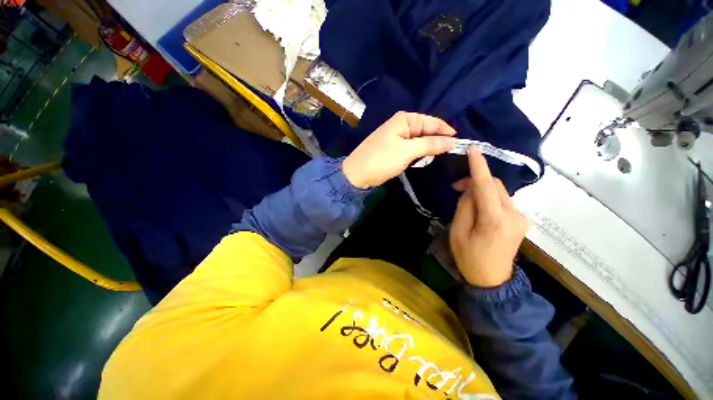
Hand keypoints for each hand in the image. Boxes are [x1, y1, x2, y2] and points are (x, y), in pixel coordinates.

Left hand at [342, 112, 455, 188]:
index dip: (446, 132)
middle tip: (453, 152)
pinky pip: (412, 148)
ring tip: (442, 156)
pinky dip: (420, 153)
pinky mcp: (394, 149)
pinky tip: (426, 158)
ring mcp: (397, 137)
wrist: (357, 174)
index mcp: (405, 119)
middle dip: (438, 140)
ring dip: (429, 147)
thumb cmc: (382, 159)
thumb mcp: (407, 151)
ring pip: (420, 140)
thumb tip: (453, 141)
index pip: (432, 122)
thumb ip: (430, 144)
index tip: (460, 144)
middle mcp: (402, 124)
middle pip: (426, 130)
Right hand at [450, 150, 528, 287]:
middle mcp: (513, 215)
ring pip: (500, 191)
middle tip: (456, 187)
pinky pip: (503, 200)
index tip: (472, 150)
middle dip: (476, 180)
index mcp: (494, 220)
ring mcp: (521, 218)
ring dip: (482, 189)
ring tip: (466, 199)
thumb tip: (470, 190)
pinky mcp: (521, 220)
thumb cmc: (469, 257)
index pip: (486, 186)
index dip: (478, 167)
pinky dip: (489, 197)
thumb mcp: (458, 232)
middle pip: (495, 185)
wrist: (493, 280)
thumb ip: (464, 207)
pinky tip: (480, 208)